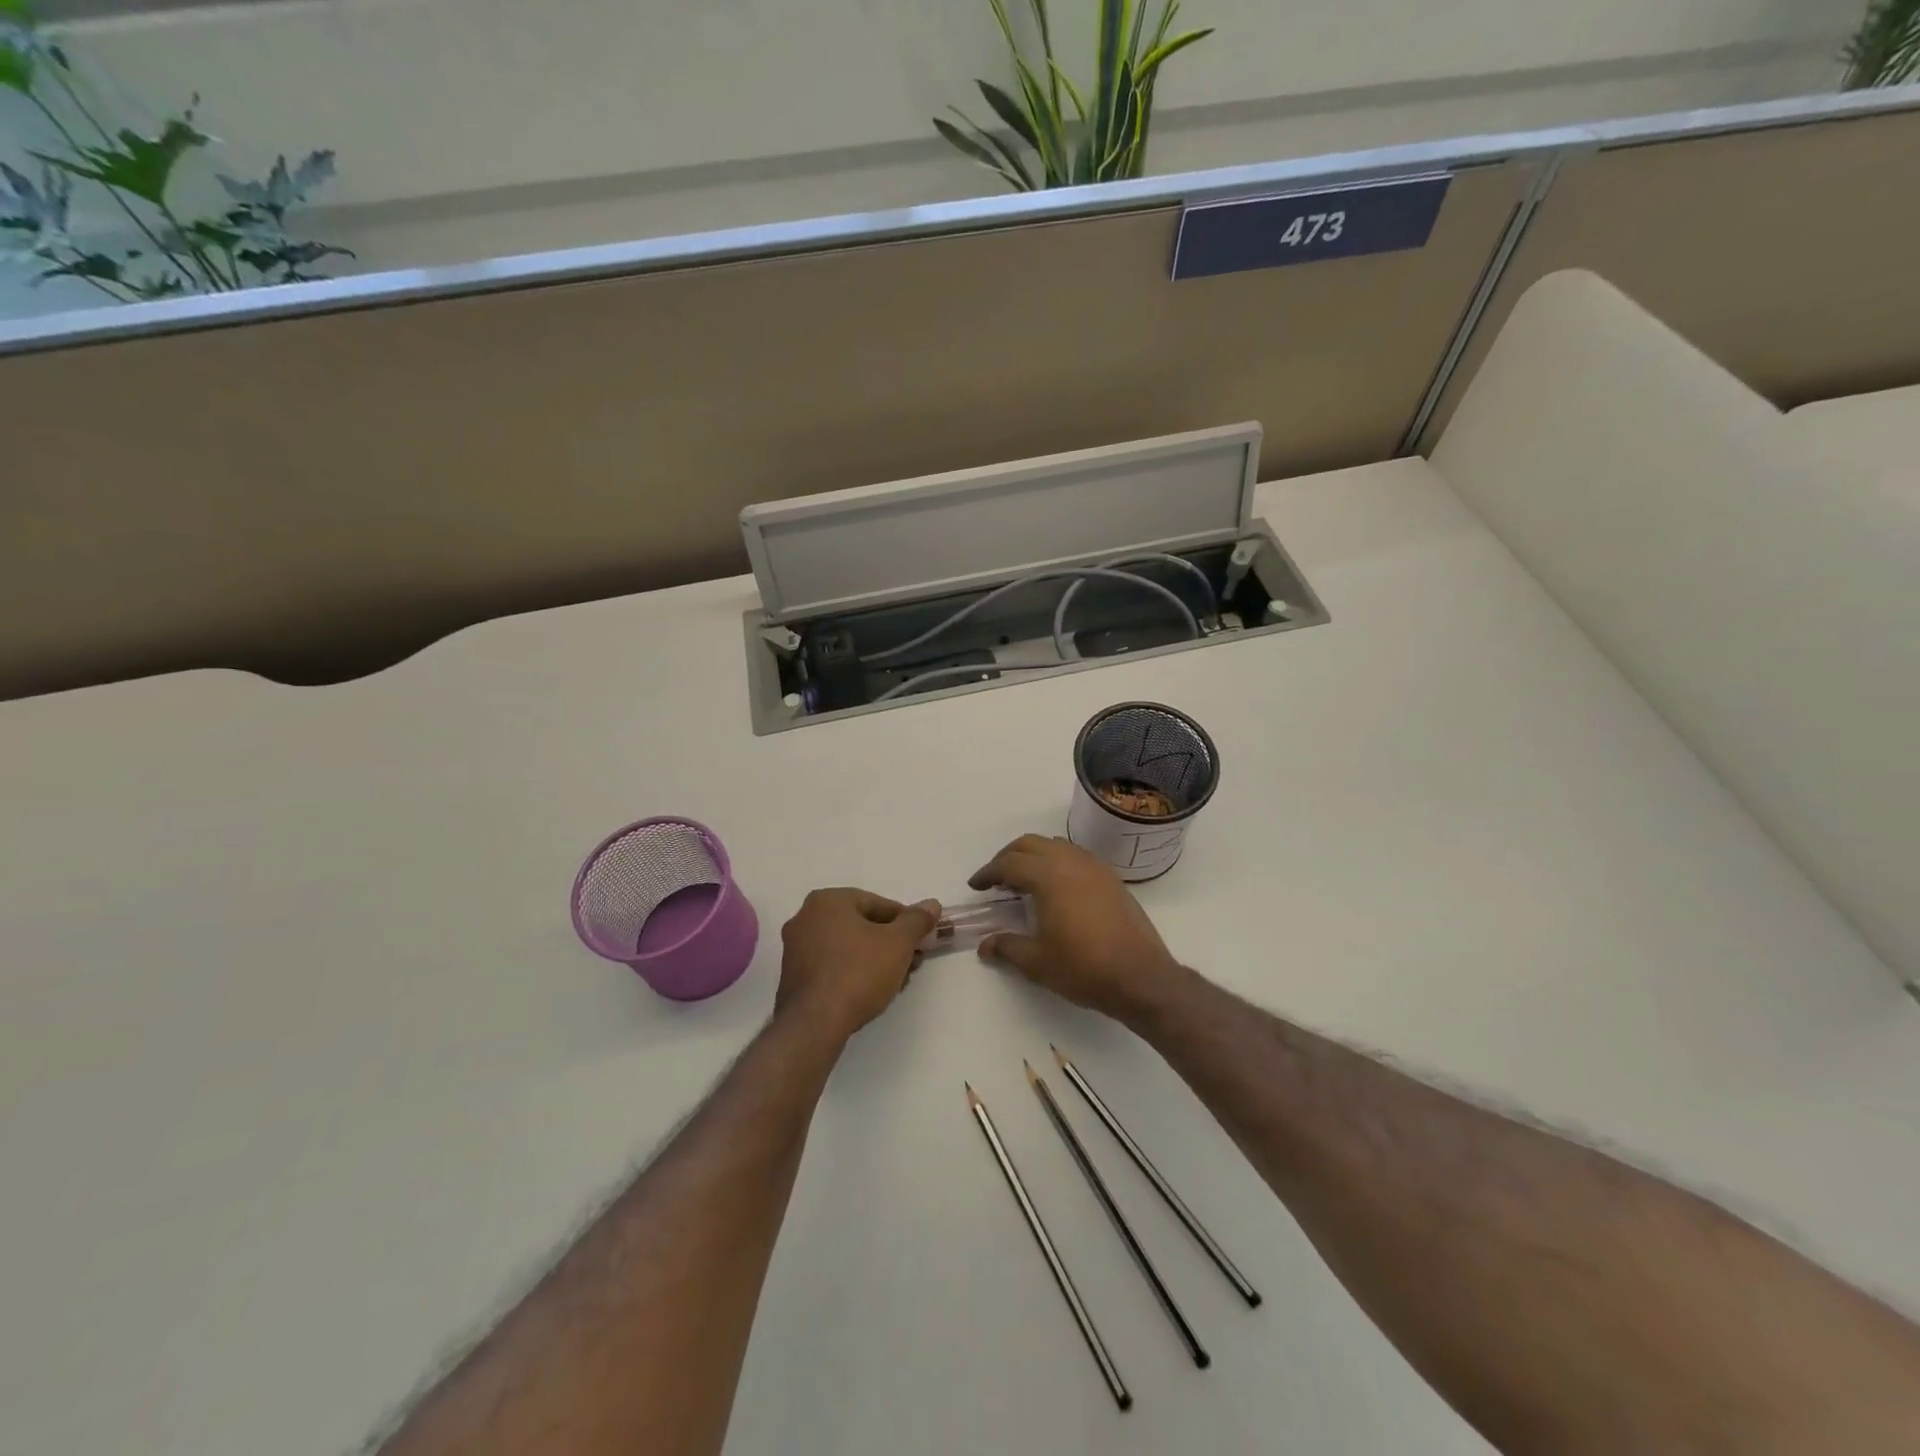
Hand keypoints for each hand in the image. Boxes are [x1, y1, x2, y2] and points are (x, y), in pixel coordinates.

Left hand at [776, 889, 940, 1042]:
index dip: (905, 923)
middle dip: (890, 944)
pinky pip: (831, 966)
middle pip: (861, 925)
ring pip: (847, 947)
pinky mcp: (792, 977)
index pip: (878, 904)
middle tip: (911, 964)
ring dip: (874, 960)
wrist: (815, 1023)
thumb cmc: (859, 972)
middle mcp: (805, 917)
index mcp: (828, 900)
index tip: (920, 943)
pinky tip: (870, 993)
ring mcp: (795, 948)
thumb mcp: (898, 943)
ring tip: (896, 982)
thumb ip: (917, 921)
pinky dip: (852, 973)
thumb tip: (932, 905)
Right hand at [969, 835, 1184, 1023]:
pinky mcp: (1111, 879)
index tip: (976, 885)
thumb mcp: (1037, 961)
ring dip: (1035, 856)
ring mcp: (1095, 867)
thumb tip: (985, 945)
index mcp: (1048, 875)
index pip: (1009, 863)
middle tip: (996, 878)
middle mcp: (1071, 861)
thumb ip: (1007, 947)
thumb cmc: (1083, 967)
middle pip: (1031, 844)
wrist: (1140, 976)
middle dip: (1008, 856)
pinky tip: (1056, 888)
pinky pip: (1076, 856)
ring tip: (1024, 880)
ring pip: (1056, 845)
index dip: (988, 873)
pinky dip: (1058, 862)